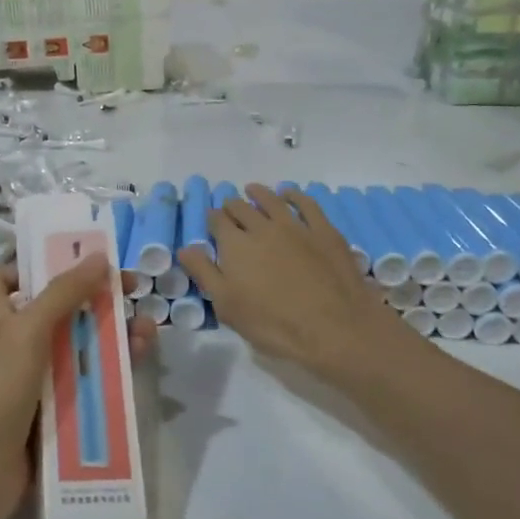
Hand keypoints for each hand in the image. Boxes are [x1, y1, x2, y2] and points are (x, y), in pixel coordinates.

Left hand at [0, 257, 156, 518]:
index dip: (36, 265)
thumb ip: (63, 292)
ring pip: (79, 344)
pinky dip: (110, 368)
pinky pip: (86, 379)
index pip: (7, 277)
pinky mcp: (54, 406)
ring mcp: (34, 376)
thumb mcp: (29, 330)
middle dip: (95, 298)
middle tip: (133, 291)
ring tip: (147, 330)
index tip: (76, 258)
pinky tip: (139, 360)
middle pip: (58, 308)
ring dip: (113, 333)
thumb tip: (99, 257)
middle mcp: (13, 341)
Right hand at [179, 183, 405, 380]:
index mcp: (235, 245)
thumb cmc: (273, 323)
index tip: (211, 223)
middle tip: (230, 209)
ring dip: (259, 193)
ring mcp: (296, 226)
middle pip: (242, 208)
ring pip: (272, 200)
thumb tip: (185, 248)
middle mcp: (262, 227)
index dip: (212, 220)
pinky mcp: (324, 231)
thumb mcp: (227, 305)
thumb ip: (204, 273)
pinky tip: (290, 194)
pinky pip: (307, 204)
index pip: (217, 222)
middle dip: (232, 206)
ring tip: (253, 190)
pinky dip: (295, 195)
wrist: (334, 328)